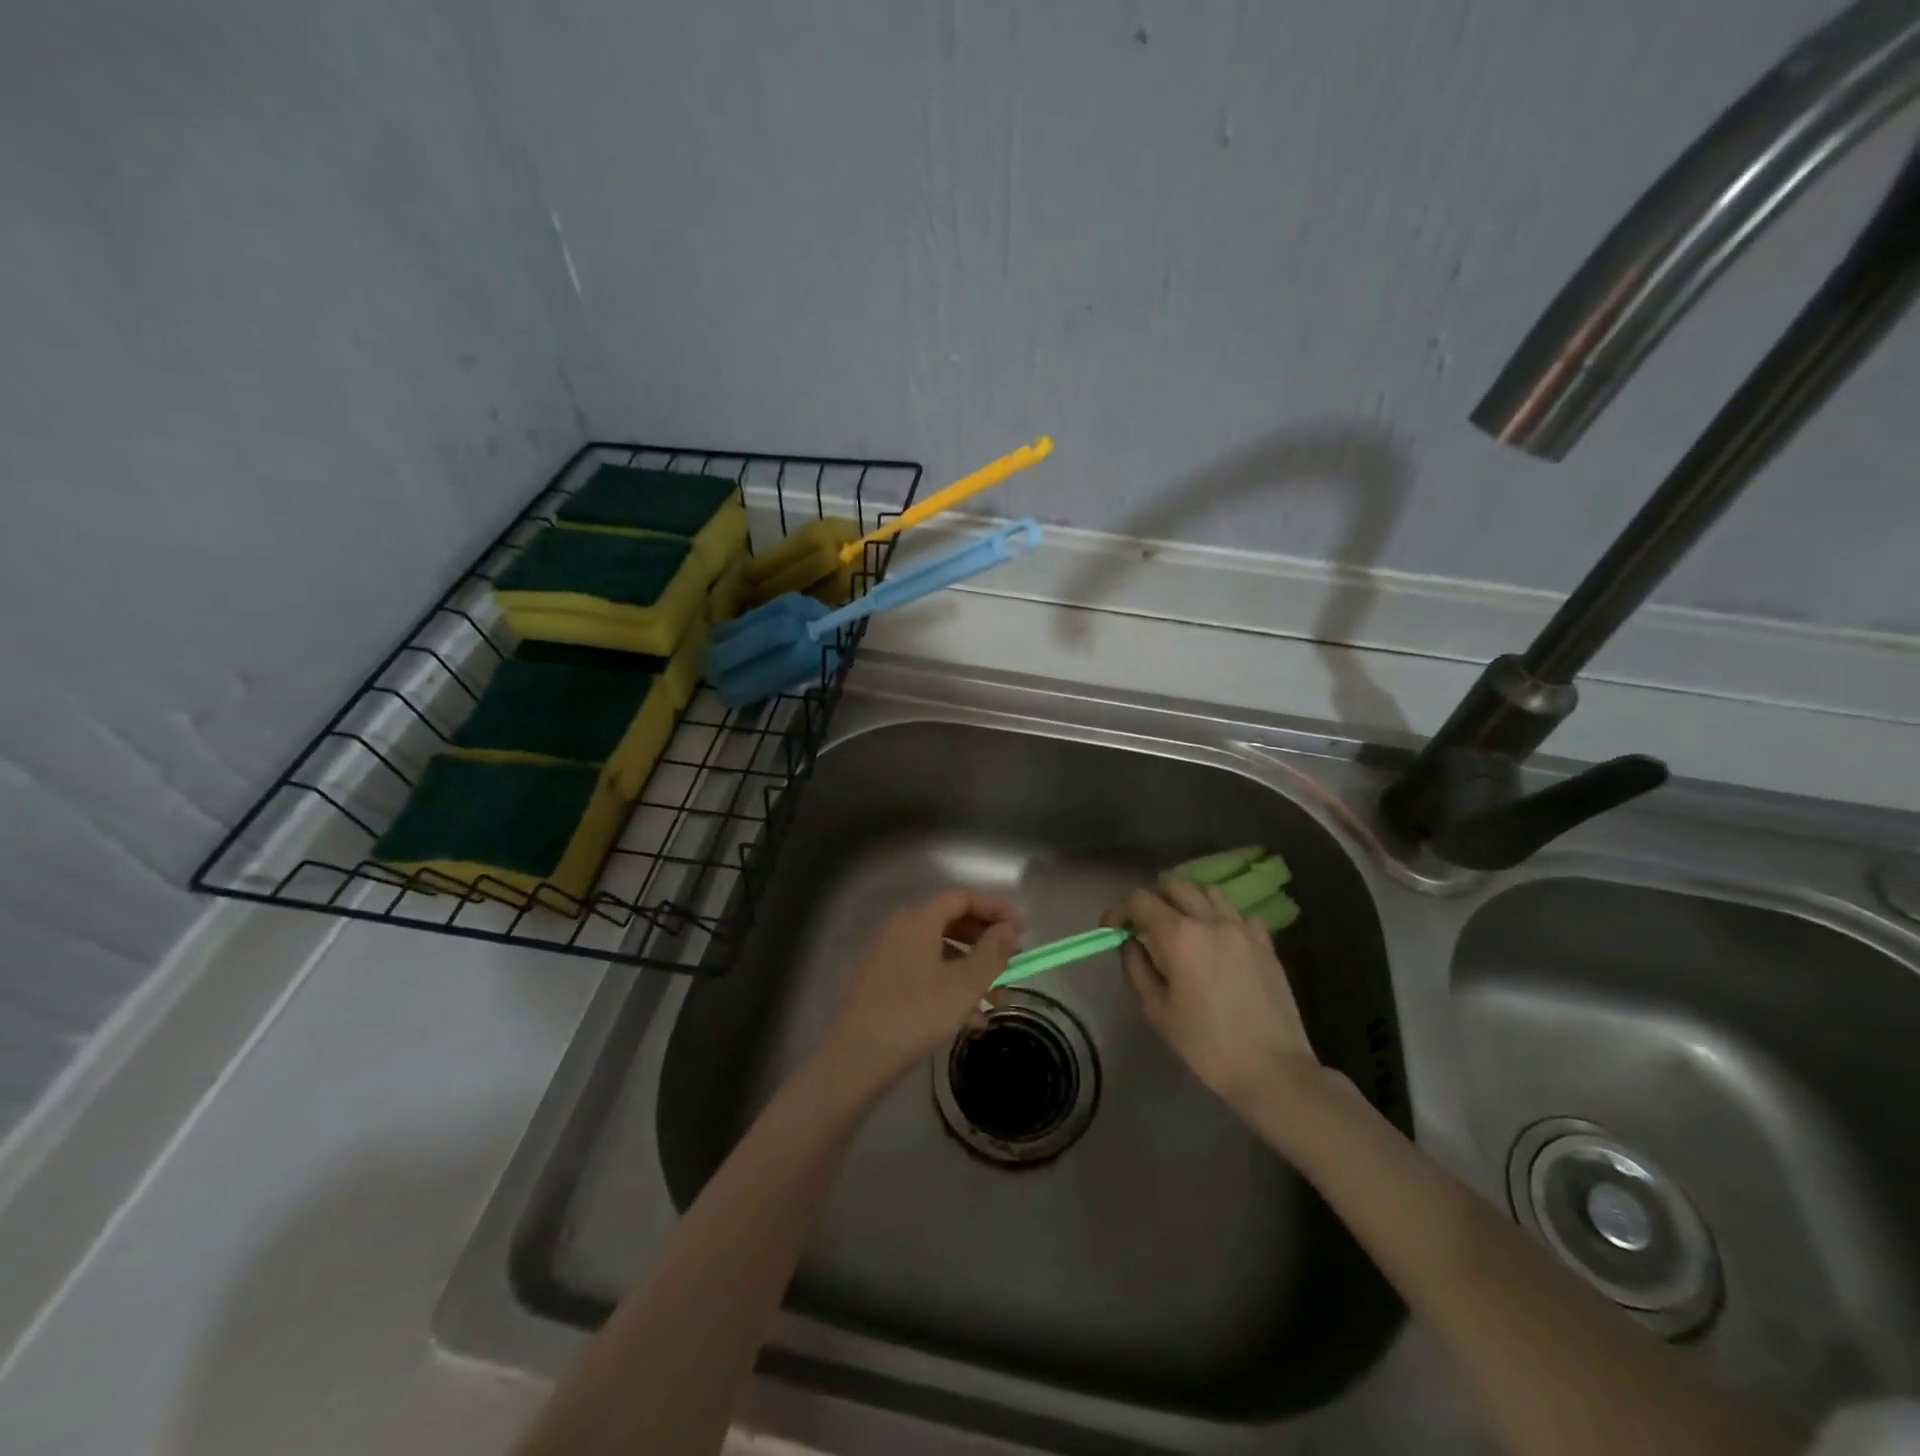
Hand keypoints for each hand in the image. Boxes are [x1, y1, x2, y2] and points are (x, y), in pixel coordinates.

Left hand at [820, 889, 1025, 1094]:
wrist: (857, 1059)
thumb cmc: (916, 1014)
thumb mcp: (964, 985)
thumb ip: (993, 952)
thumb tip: (1009, 929)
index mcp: (918, 919)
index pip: (963, 897)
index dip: (996, 908)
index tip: (1024, 930)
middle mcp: (899, 928)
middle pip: (951, 922)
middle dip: (986, 943)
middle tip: (1013, 964)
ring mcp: (886, 955)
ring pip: (939, 951)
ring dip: (971, 970)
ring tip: (997, 1002)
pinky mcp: (880, 982)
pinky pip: (923, 971)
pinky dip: (949, 985)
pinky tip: (969, 1019)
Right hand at [1105, 880, 1320, 1112]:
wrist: (1272, 1069)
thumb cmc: (1206, 1044)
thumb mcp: (1156, 1011)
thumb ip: (1136, 968)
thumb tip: (1131, 943)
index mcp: (1179, 936)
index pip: (1140, 900)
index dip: (1119, 909)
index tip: (1111, 928)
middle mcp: (1211, 921)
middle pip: (1174, 886)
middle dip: (1152, 899)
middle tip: (1142, 924)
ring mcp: (1243, 929)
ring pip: (1208, 892)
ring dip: (1188, 901)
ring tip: (1181, 926)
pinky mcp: (1266, 943)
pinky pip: (1238, 914)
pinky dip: (1220, 917)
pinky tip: (1218, 941)